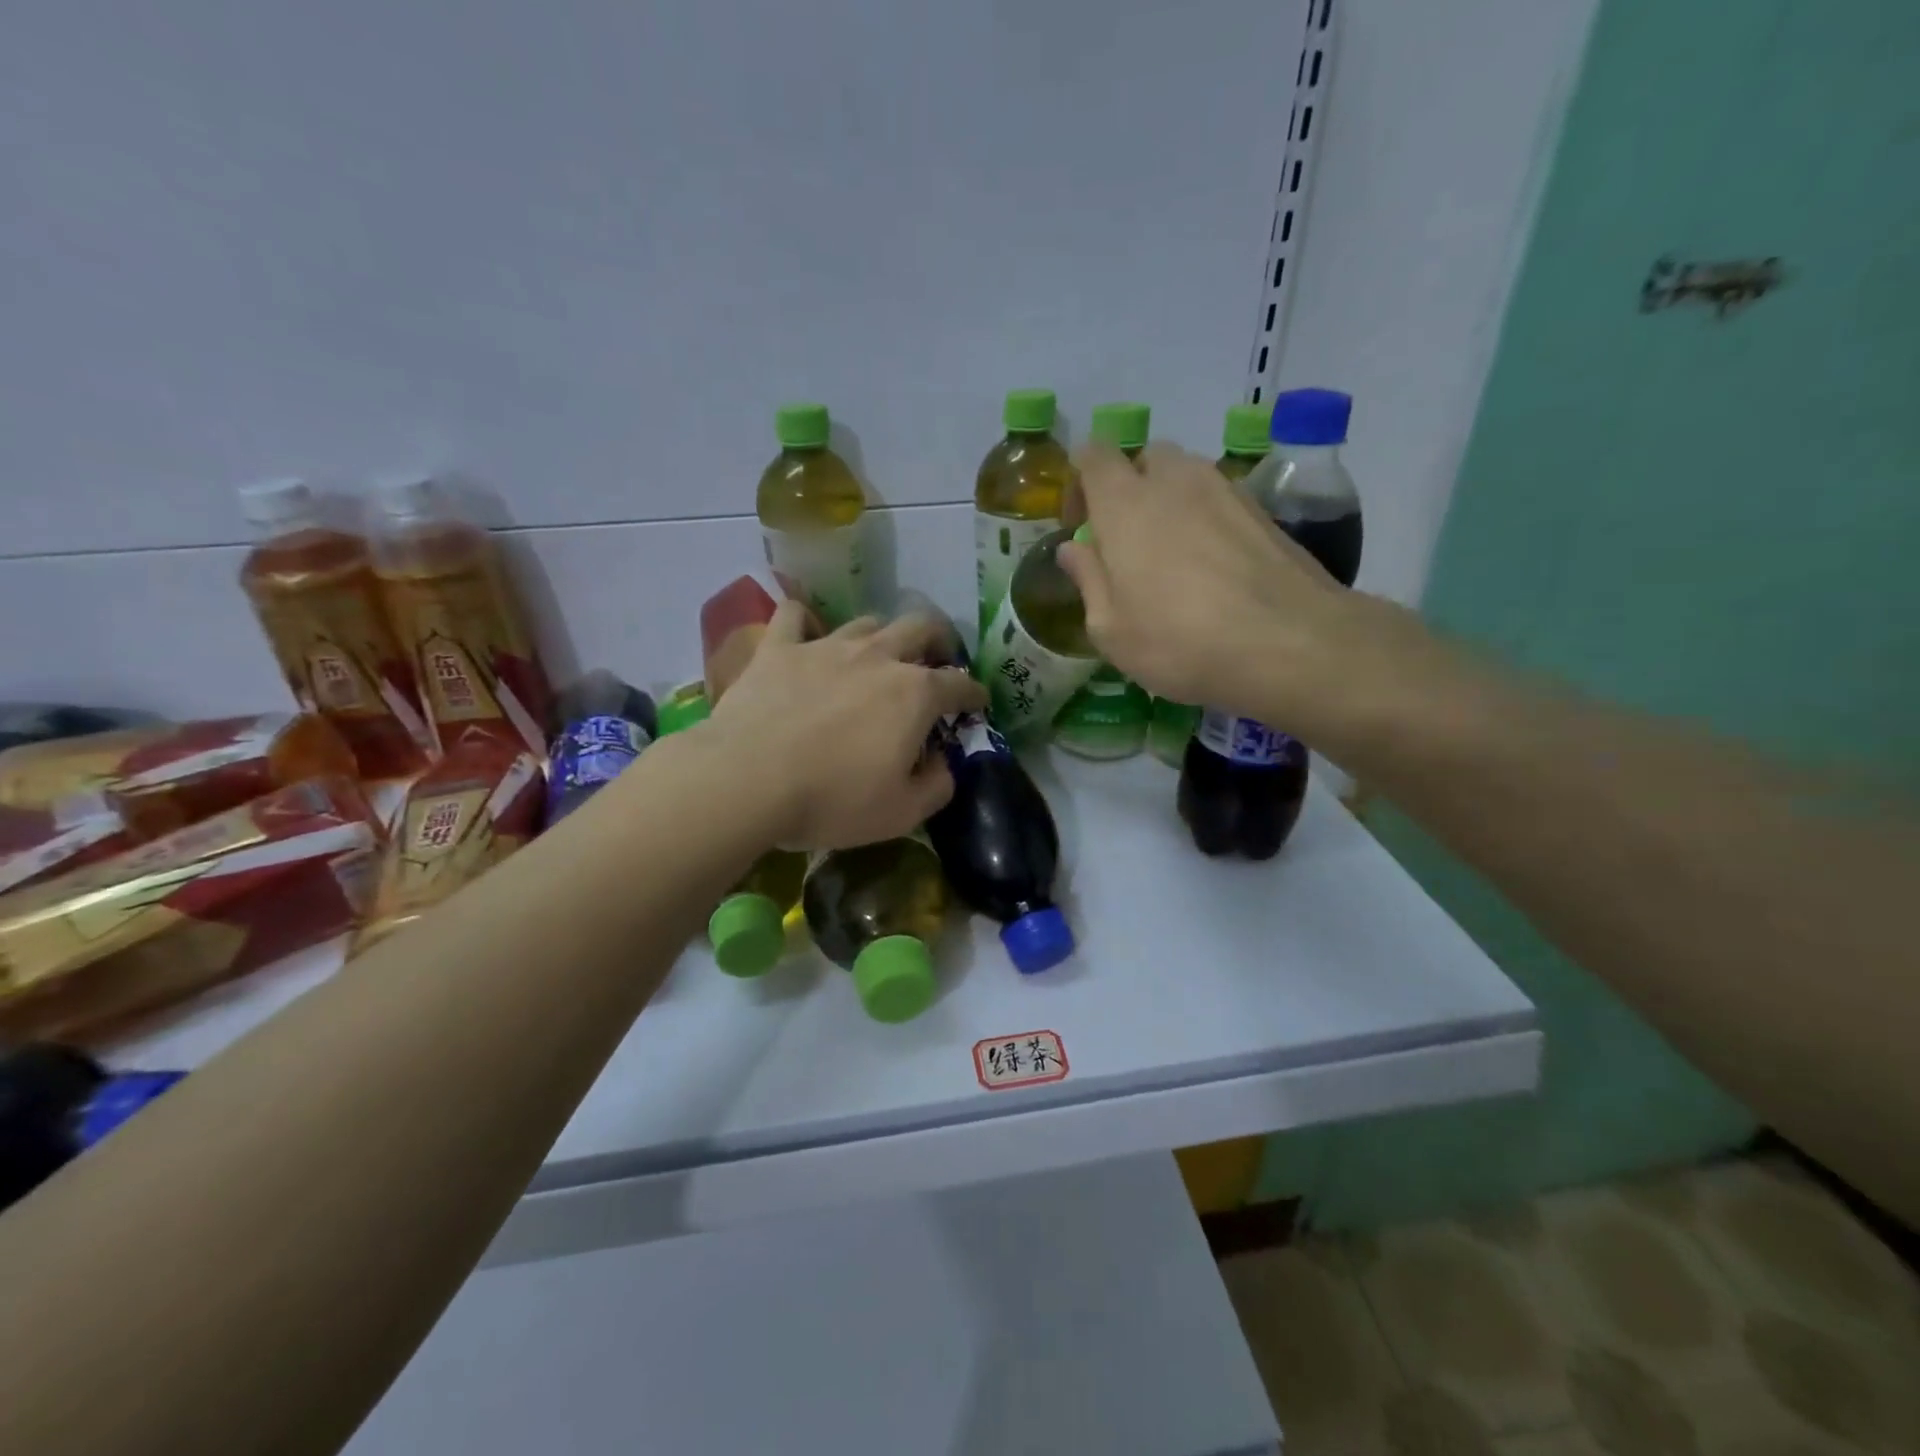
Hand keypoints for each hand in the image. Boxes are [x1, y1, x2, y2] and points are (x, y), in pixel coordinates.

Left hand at [704, 602, 987, 848]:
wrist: (747, 780)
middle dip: (938, 640)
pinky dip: (806, 621)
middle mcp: (878, 657)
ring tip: (877, 654)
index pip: (960, 684)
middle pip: (920, 627)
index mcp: (915, 694)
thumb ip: (937, 785)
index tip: (977, 704)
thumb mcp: (902, 812)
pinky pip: (795, 616)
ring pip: (866, 622)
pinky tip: (807, 634)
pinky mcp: (779, 648)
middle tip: (936, 660)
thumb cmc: (833, 799)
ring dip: (881, 635)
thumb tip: (942, 764)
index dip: (974, 694)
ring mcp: (826, 646)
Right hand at [1057, 441, 1369, 730]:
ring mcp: (1226, 491)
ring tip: (1172, 556)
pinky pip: (1220, 499)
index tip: (1082, 525)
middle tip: (1127, 540)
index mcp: (1125, 504)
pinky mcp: (1263, 512)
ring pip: (1187, 476)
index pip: (1094, 454)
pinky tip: (1213, 568)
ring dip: (1170, 502)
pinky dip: (1207, 520)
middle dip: (1130, 487)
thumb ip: (1088, 579)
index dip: (1080, 482)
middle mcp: (1175, 482)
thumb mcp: (1110, 629)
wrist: (1290, 645)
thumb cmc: (1179, 641)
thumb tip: (1074, 548)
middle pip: (1145, 458)